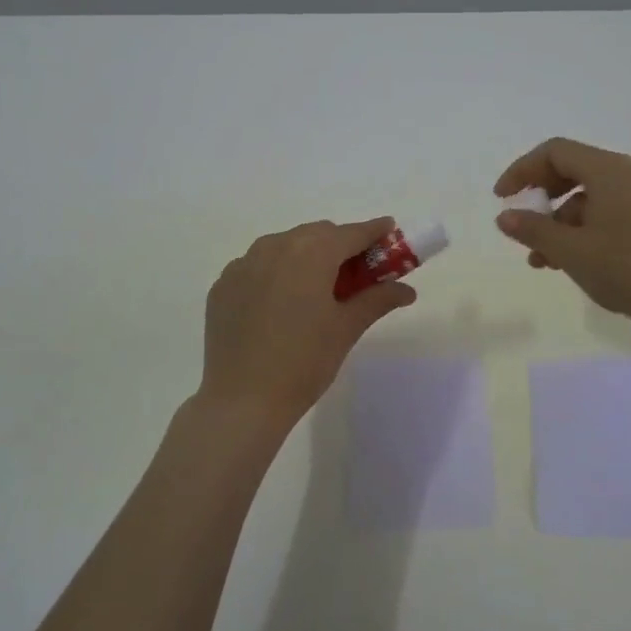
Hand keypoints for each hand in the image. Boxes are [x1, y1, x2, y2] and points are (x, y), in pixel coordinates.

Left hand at [197, 217, 417, 430]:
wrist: (242, 399)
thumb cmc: (304, 362)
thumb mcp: (346, 329)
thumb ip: (377, 299)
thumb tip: (407, 289)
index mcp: (311, 253)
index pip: (351, 233)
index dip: (373, 231)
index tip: (389, 230)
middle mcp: (274, 247)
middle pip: (317, 234)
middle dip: (340, 245)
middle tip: (358, 271)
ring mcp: (243, 264)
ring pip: (284, 245)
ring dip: (307, 255)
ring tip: (318, 287)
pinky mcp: (223, 285)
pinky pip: (258, 265)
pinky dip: (277, 272)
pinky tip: (282, 302)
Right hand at [494, 138, 630, 340]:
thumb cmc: (627, 269)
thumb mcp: (571, 250)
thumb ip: (533, 229)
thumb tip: (505, 216)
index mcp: (608, 171)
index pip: (555, 152)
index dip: (522, 170)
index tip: (501, 198)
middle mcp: (627, 175)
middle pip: (572, 170)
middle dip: (540, 197)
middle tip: (520, 222)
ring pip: (587, 197)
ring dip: (558, 222)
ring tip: (539, 260)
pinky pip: (605, 213)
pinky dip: (581, 231)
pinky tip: (568, 262)